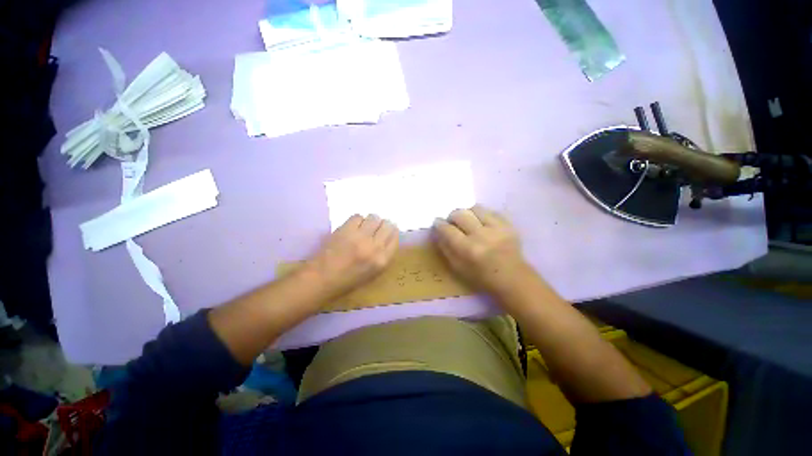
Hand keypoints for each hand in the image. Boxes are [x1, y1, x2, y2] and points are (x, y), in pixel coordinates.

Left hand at [304, 214, 398, 299]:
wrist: (322, 278)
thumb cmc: (348, 280)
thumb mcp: (373, 273)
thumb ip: (383, 255)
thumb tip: (388, 238)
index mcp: (383, 260)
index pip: (395, 237)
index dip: (392, 232)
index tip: (387, 231)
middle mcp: (374, 246)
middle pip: (387, 225)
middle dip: (383, 225)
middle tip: (376, 228)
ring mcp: (360, 236)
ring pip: (374, 217)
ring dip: (371, 221)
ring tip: (364, 227)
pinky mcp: (346, 230)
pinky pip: (358, 216)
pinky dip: (357, 220)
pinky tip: (353, 227)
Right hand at [433, 206, 529, 294]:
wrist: (512, 278)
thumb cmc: (481, 277)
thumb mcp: (457, 268)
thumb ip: (445, 248)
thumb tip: (438, 232)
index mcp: (467, 249)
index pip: (447, 229)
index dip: (439, 224)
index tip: (438, 223)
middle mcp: (481, 235)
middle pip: (460, 214)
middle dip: (452, 216)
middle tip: (453, 222)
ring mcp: (496, 228)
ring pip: (475, 208)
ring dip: (468, 213)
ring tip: (468, 221)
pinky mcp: (508, 225)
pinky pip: (490, 211)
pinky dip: (482, 216)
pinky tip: (482, 224)